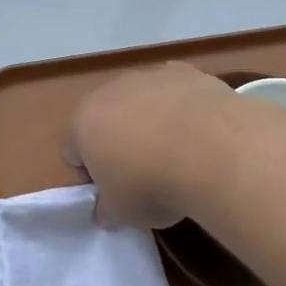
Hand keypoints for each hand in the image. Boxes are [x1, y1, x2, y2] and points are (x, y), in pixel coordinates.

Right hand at [65, 63, 238, 230]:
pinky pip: (175, 91)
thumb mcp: (122, 213)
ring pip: (142, 100)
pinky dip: (182, 107)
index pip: (73, 149)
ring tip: (178, 152)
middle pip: (107, 117)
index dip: (91, 173)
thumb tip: (107, 209)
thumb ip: (108, 208)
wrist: (211, 149)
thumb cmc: (152, 185)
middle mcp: (110, 90)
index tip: (113, 191)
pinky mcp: (185, 71)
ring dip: (151, 120)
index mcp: (83, 122)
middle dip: (119, 140)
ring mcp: (148, 76)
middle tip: (143, 171)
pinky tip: (201, 131)